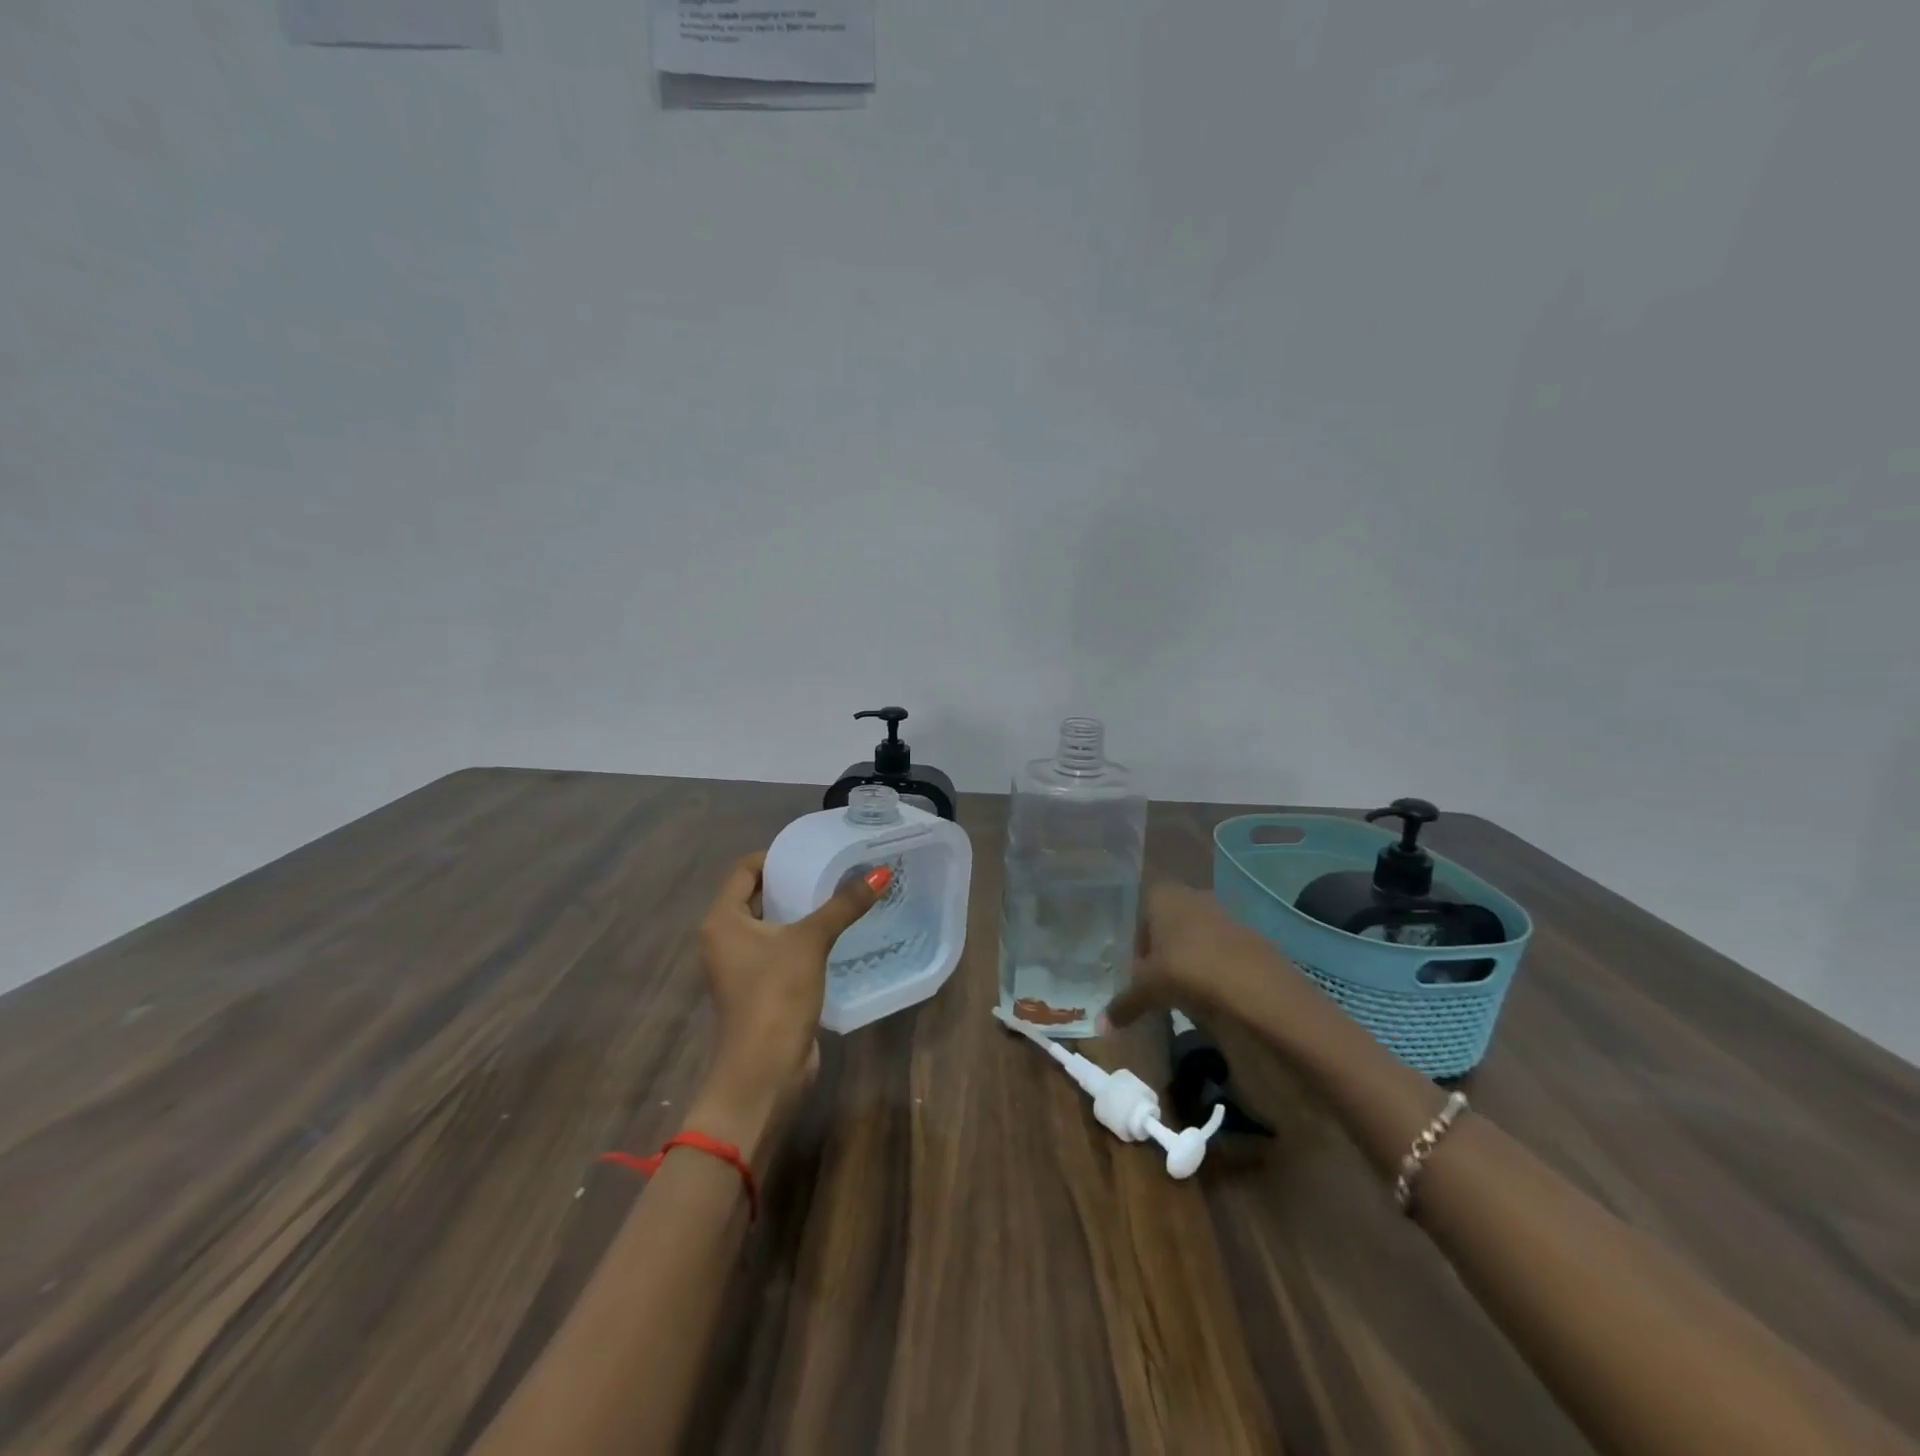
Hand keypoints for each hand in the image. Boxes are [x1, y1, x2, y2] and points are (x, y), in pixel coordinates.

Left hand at [687, 852, 888, 1161]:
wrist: (764, 1071)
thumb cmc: (776, 995)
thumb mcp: (810, 942)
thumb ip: (844, 905)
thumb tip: (880, 872)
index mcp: (723, 920)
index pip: (745, 870)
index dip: (776, 856)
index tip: (813, 851)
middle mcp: (725, 939)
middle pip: (758, 896)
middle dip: (793, 882)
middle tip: (832, 869)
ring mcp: (741, 966)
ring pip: (771, 925)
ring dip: (800, 912)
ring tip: (839, 896)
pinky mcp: (759, 988)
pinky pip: (780, 950)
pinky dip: (802, 938)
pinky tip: (835, 934)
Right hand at [1103, 882, 1294, 1030]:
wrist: (1257, 987)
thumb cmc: (1187, 970)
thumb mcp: (1148, 989)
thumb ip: (1124, 1003)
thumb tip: (1101, 1027)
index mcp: (1163, 895)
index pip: (1138, 910)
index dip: (1135, 940)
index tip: (1133, 969)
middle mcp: (1191, 896)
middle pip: (1166, 923)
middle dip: (1159, 950)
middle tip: (1152, 982)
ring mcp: (1223, 915)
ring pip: (1194, 937)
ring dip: (1186, 960)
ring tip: (1179, 992)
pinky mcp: (1247, 938)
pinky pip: (1218, 952)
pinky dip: (1210, 970)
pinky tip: (1209, 995)